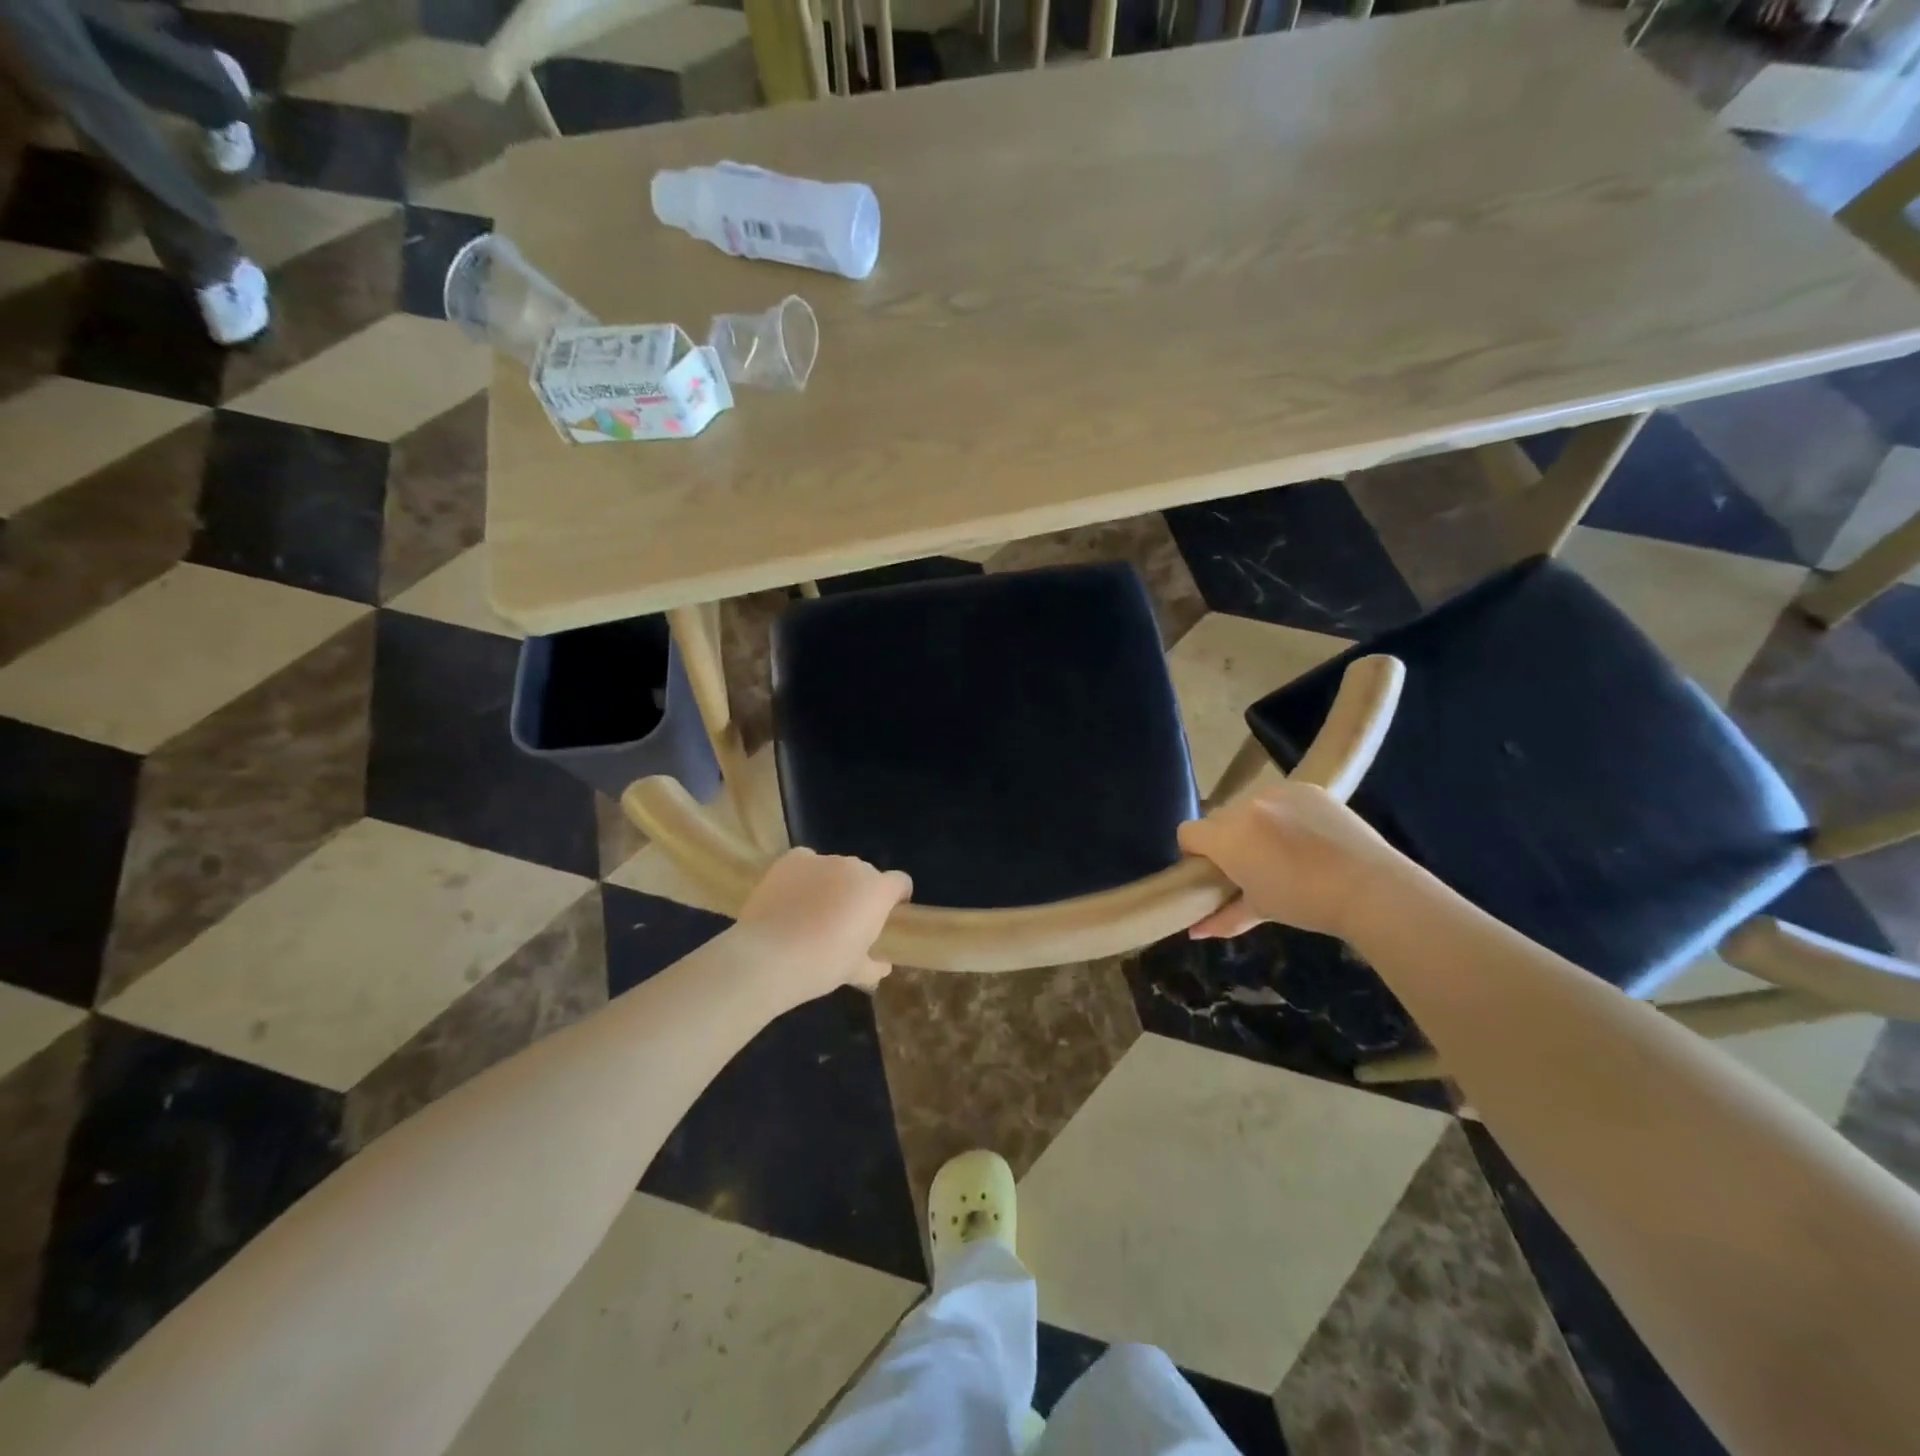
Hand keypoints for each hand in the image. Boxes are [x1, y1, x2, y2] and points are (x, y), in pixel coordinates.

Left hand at [734, 848, 911, 1002]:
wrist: (767, 957)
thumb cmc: (821, 966)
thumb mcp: (855, 972)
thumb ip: (874, 965)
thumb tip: (882, 966)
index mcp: (877, 891)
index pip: (901, 882)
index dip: (897, 897)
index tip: (887, 916)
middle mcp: (854, 867)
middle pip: (867, 874)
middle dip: (861, 893)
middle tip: (846, 921)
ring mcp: (821, 860)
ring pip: (836, 868)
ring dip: (833, 884)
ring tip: (812, 911)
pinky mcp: (792, 859)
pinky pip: (806, 862)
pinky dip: (804, 875)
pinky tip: (792, 897)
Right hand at [1177, 783, 1405, 941]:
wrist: (1369, 887)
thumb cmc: (1306, 904)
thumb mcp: (1260, 910)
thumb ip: (1221, 918)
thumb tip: (1194, 932)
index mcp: (1227, 838)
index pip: (1187, 832)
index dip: (1194, 852)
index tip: (1213, 872)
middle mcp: (1245, 807)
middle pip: (1218, 819)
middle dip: (1226, 840)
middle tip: (1250, 865)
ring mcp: (1278, 792)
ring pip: (1249, 806)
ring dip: (1255, 825)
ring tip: (1284, 851)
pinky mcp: (1307, 787)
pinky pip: (1281, 798)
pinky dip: (1285, 814)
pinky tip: (1307, 837)